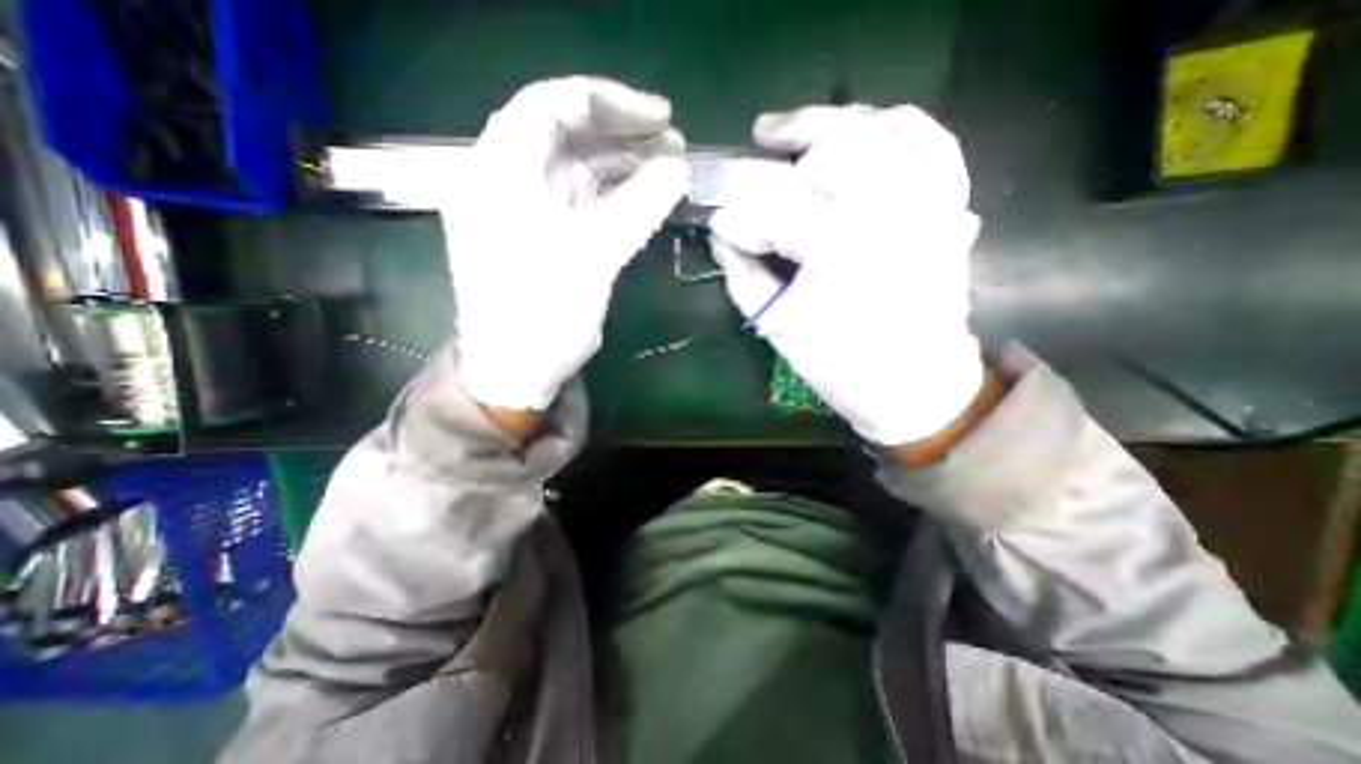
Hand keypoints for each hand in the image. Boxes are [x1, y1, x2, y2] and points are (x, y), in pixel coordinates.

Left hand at [444, 70, 692, 410]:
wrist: (519, 370)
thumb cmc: (542, 311)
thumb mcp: (594, 254)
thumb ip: (640, 204)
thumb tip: (681, 166)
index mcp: (499, 169)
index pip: (551, 105)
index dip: (610, 102)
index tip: (661, 116)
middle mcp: (508, 179)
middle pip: (568, 135)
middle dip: (624, 136)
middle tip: (675, 146)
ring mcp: (528, 209)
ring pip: (580, 169)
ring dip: (626, 167)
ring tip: (672, 171)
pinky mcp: (547, 235)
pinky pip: (585, 202)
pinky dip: (618, 197)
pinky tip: (650, 198)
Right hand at [715, 105, 991, 445]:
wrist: (916, 384)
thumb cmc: (843, 365)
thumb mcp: (779, 326)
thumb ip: (743, 276)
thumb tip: (722, 236)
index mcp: (842, 253)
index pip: (777, 208)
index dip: (740, 213)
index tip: (718, 222)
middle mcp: (892, 214)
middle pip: (831, 148)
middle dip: (781, 156)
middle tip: (752, 166)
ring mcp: (930, 202)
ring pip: (878, 129)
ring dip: (829, 124)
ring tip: (792, 134)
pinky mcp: (949, 206)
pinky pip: (931, 140)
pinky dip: (894, 123)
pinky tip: (862, 129)